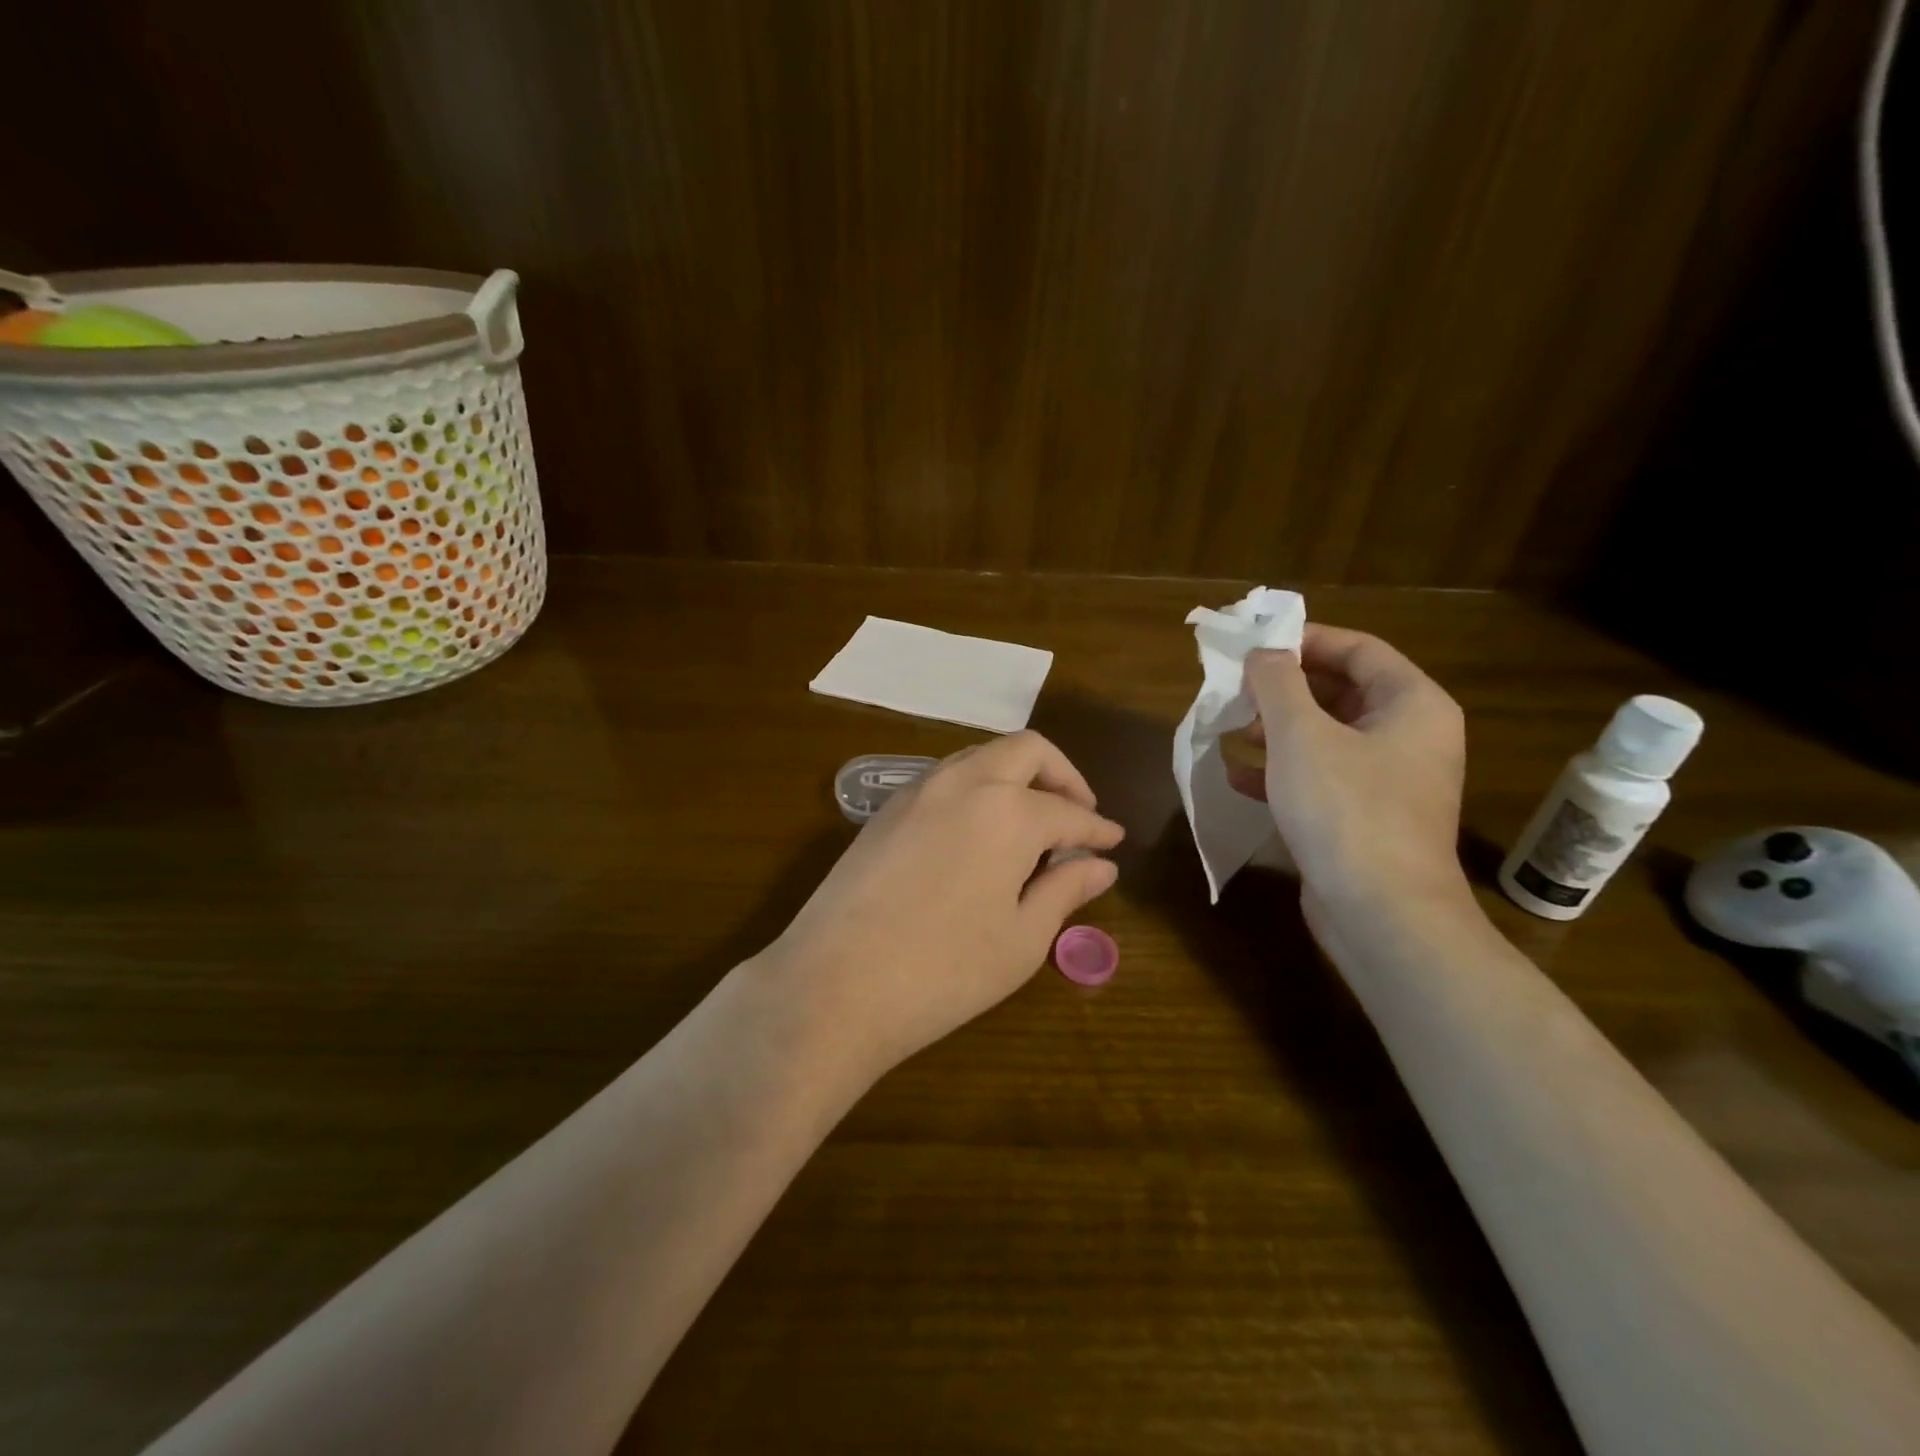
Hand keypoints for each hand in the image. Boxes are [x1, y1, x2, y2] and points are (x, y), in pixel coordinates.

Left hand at [766, 731, 1123, 1074]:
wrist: (834, 984)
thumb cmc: (944, 971)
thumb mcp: (1021, 940)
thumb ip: (1065, 891)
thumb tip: (1100, 865)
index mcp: (1008, 811)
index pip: (1068, 812)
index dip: (1097, 828)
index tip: (1115, 842)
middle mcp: (964, 782)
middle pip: (1026, 750)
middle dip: (1062, 775)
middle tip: (1077, 815)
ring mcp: (918, 790)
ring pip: (981, 755)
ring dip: (1016, 775)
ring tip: (1031, 821)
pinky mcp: (886, 809)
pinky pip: (946, 777)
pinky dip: (977, 787)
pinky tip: (979, 830)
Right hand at [1228, 625, 1470, 934]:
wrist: (1381, 913)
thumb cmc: (1345, 809)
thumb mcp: (1301, 734)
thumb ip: (1277, 683)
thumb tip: (1263, 652)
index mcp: (1412, 704)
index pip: (1358, 649)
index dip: (1304, 640)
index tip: (1254, 644)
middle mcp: (1409, 737)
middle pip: (1340, 692)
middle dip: (1283, 690)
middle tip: (1235, 689)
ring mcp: (1388, 782)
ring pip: (1326, 737)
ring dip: (1276, 731)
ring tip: (1231, 731)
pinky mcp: (1364, 819)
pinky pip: (1320, 778)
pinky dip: (1281, 773)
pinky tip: (1238, 778)